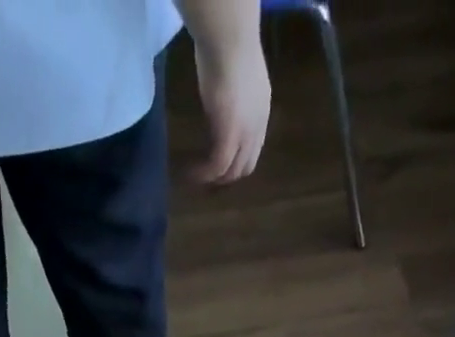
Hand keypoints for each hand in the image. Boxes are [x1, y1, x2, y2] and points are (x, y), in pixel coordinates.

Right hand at [191, 30, 270, 183]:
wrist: (229, 39)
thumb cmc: (229, 46)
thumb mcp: (235, 79)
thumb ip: (234, 100)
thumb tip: (221, 110)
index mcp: (262, 111)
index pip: (253, 149)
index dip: (237, 161)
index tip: (221, 163)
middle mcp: (258, 126)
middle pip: (245, 167)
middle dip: (227, 177)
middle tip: (208, 177)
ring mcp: (246, 133)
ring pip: (233, 171)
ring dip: (215, 178)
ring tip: (198, 177)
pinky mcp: (230, 136)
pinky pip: (218, 166)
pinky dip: (205, 174)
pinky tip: (192, 173)